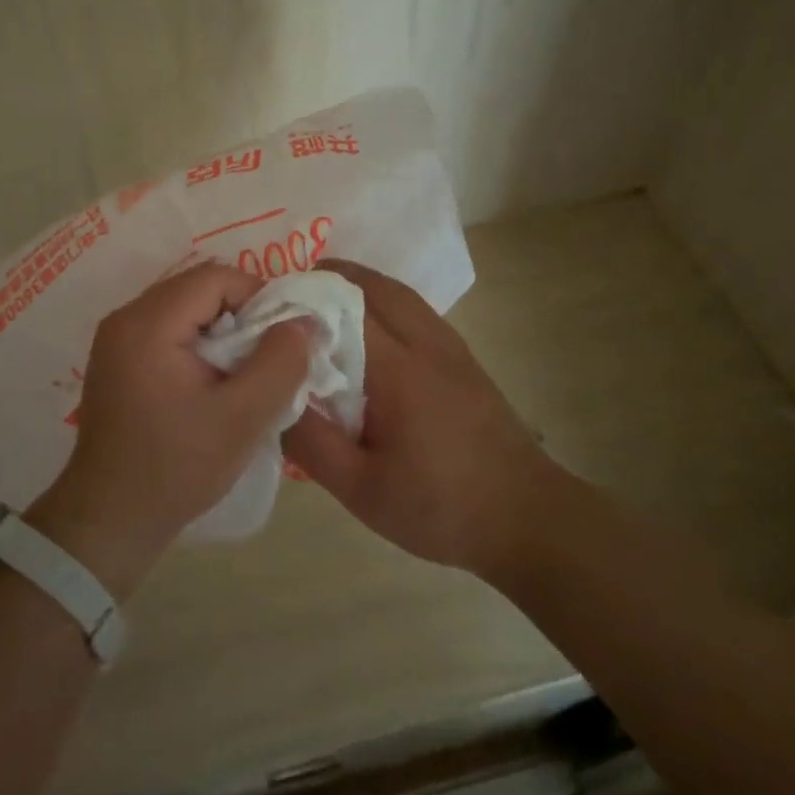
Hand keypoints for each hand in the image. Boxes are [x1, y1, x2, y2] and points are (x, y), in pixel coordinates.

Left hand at [28, 263, 308, 596]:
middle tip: (266, 357)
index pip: (215, 277)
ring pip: (184, 308)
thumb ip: (281, 363)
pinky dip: (198, 343)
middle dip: (241, 313)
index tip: (281, 339)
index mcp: (148, 322)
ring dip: (221, 330)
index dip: (258, 297)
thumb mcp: (243, 418)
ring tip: (242, 372)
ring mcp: (116, 338)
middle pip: (198, 288)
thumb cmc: (177, 468)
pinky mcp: (117, 359)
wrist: (109, 521)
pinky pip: (167, 329)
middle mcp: (125, 317)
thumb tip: (305, 321)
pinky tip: (211, 382)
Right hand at [282, 258, 554, 581]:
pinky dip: (385, 301)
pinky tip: (370, 330)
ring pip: (399, 293)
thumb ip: (312, 444)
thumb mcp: (362, 490)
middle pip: (374, 286)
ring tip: (324, 301)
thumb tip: (271, 397)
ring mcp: (450, 346)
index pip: (343, 310)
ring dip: (360, 285)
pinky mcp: (463, 357)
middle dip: (330, 278)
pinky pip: (416, 310)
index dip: (304, 300)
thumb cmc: (440, 506)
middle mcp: (425, 343)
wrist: (525, 516)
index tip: (268, 307)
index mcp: (397, 369)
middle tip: (292, 294)